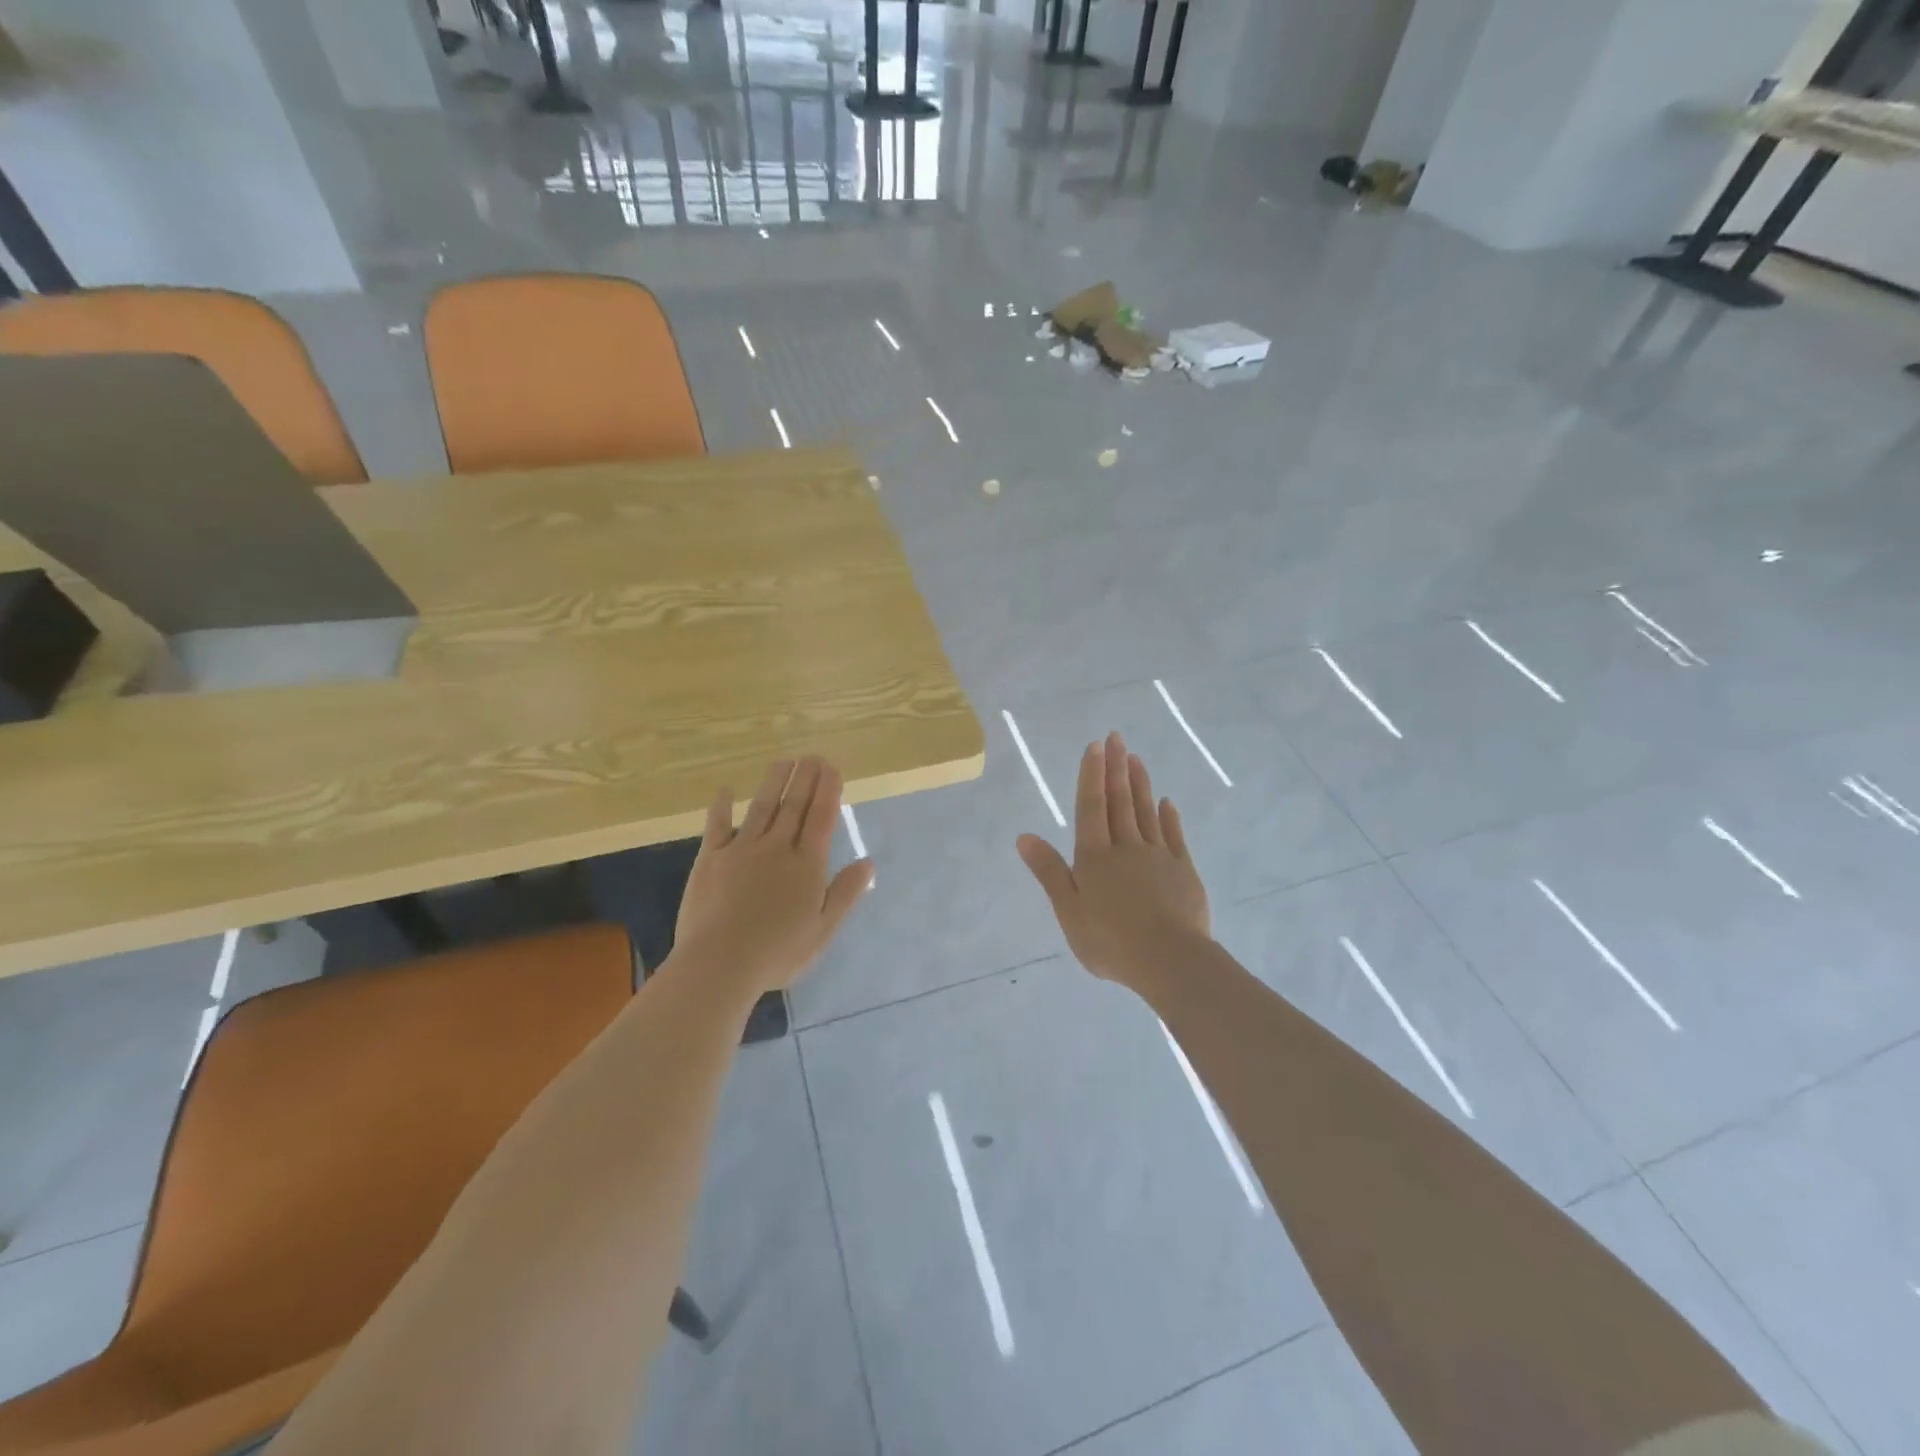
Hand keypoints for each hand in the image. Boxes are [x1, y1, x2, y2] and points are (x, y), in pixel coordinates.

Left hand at [671, 756, 873, 998]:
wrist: (719, 964)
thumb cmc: (778, 953)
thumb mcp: (823, 930)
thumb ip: (845, 893)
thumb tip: (868, 862)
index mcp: (807, 865)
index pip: (821, 818)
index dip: (828, 791)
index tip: (832, 768)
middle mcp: (776, 848)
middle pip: (794, 806)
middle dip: (805, 778)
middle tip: (812, 756)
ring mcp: (741, 850)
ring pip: (762, 807)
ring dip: (774, 783)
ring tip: (783, 761)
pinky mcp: (711, 859)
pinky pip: (717, 826)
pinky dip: (721, 807)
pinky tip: (725, 791)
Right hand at [1016, 732, 1211, 991]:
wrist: (1169, 961)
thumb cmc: (1110, 940)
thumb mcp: (1068, 911)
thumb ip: (1049, 871)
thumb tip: (1024, 836)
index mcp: (1094, 856)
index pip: (1091, 806)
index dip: (1092, 774)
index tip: (1096, 745)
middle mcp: (1126, 847)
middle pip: (1120, 801)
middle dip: (1116, 768)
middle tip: (1117, 737)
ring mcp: (1158, 856)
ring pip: (1146, 812)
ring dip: (1140, 784)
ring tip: (1137, 759)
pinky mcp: (1183, 871)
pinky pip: (1174, 836)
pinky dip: (1168, 817)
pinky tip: (1166, 803)